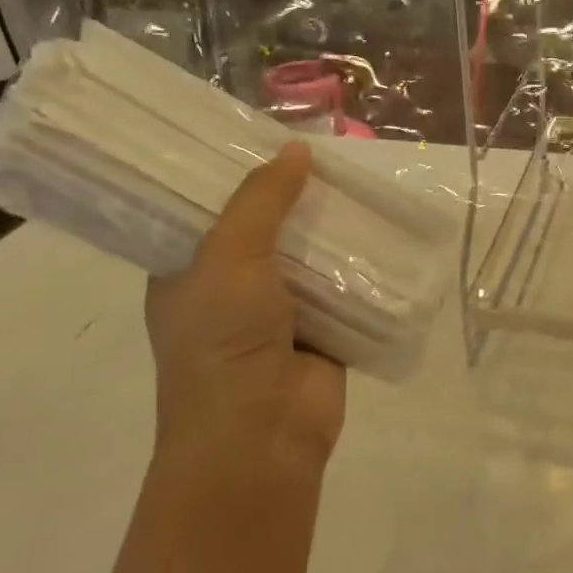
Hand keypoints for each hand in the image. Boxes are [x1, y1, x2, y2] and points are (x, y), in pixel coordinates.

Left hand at [145, 142, 345, 474]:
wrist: (260, 437)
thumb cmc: (223, 341)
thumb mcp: (229, 256)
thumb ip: (262, 200)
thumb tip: (297, 148)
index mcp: (187, 272)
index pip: (210, 209)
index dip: (239, 174)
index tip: (268, 136)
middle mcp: (230, 289)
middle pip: (267, 229)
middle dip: (296, 197)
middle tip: (330, 152)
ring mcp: (278, 314)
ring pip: (310, 256)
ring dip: (333, 229)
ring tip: (363, 180)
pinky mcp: (323, 332)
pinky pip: (345, 287)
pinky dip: (362, 265)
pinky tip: (385, 228)